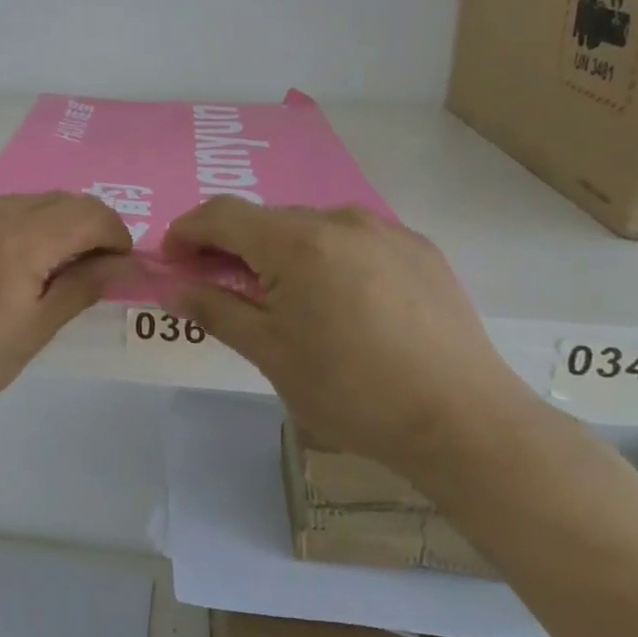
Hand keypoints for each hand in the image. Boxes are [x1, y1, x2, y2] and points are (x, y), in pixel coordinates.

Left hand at [0, 193, 131, 429]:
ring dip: (38, 228)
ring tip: (23, 274)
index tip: (114, 265)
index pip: (89, 212)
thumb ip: (82, 288)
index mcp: (19, 239)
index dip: (114, 233)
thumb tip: (126, 264)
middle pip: (56, 201)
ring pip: (16, 203)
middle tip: (77, 272)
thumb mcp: (31, 333)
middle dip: (80, 229)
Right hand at [163, 200, 530, 468]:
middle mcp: (339, 219)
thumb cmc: (352, 391)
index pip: (220, 214)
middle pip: (265, 219)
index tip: (173, 264)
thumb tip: (172, 289)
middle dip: (231, 246)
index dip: (186, 232)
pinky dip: (325, 257)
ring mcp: (384, 230)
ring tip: (284, 299)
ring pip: (309, 226)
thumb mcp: (270, 354)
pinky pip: (351, 239)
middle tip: (221, 288)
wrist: (464, 421)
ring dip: (279, 251)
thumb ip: (215, 311)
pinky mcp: (418, 248)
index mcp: (297, 242)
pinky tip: (339, 302)